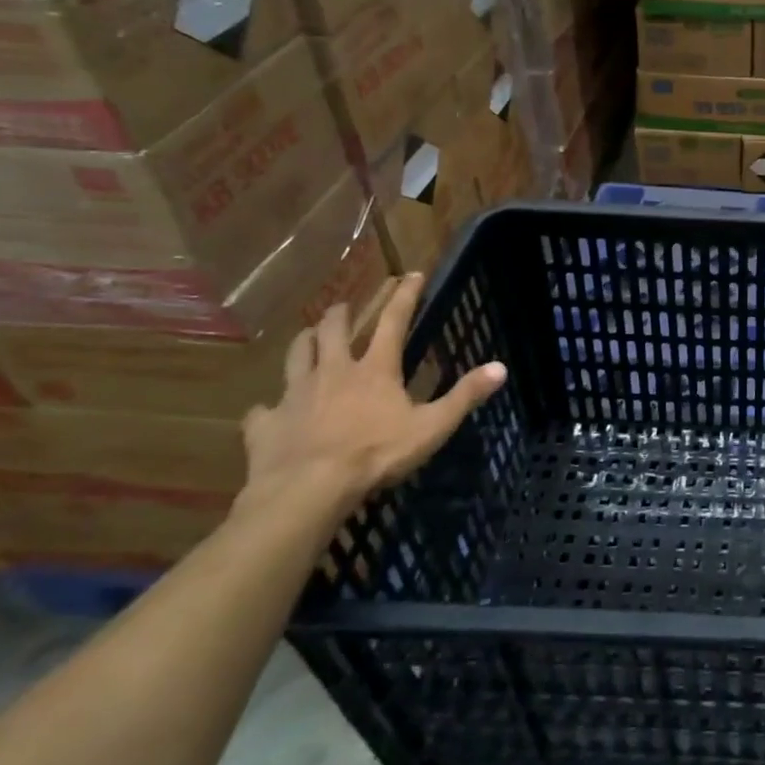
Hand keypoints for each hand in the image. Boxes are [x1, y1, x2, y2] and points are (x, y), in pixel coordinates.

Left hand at [239, 273, 506, 513]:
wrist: (307, 490)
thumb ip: (464, 396)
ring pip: (296, 355)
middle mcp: (333, 371)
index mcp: (375, 369)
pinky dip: (269, 407)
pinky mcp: (266, 424)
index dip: (405, 295)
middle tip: (346, 304)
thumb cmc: (376, 454)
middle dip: (342, 311)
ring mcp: (295, 395)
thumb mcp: (432, 427)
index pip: (394, 321)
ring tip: (309, 336)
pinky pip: (263, 410)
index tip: (410, 274)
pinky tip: (269, 412)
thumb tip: (501, 367)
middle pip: (333, 329)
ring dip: (304, 342)